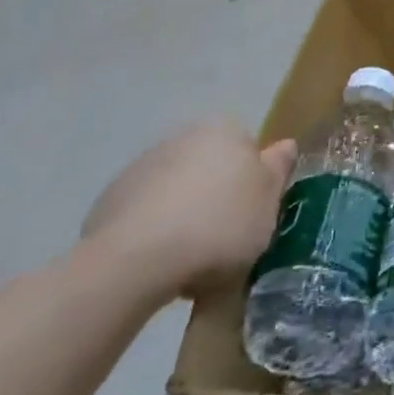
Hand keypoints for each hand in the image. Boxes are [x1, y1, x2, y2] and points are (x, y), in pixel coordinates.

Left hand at [80, 121, 295, 298]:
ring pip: (178, 192)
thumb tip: (285, 145)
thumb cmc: (220, 224)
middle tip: (228, 240)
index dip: (254, 185)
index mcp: (224, 130)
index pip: (248, 151)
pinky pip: (145, 216)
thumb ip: (278, 169)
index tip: (254, 217)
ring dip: (186, 216)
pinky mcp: (109, 202)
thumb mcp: (269, 201)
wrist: (136, 261)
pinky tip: (160, 264)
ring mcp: (141, 168)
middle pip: (212, 169)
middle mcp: (182, 137)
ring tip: (192, 261)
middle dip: (218, 198)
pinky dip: (155, 234)